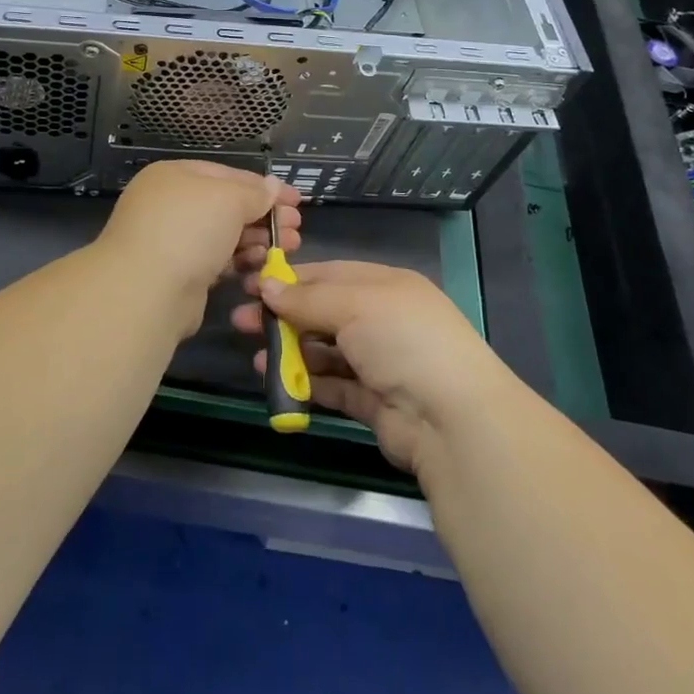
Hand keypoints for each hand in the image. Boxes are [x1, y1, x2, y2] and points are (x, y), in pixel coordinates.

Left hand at [96, 160, 301, 334]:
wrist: (145, 291)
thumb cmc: (188, 229)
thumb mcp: (228, 199)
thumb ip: (254, 193)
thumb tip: (273, 186)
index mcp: (175, 175)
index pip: (228, 174)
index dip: (265, 187)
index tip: (296, 201)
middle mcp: (171, 204)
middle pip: (227, 206)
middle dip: (264, 216)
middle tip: (296, 229)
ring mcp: (173, 240)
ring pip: (224, 235)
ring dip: (257, 240)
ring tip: (288, 248)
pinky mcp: (180, 273)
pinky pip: (217, 261)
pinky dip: (240, 262)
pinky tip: (262, 267)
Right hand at [232, 262, 513, 472]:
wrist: (452, 419)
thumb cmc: (403, 340)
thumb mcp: (354, 304)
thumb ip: (307, 298)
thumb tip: (266, 287)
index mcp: (386, 286)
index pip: (330, 274)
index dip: (290, 279)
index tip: (252, 284)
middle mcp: (383, 320)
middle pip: (324, 312)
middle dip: (283, 316)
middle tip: (241, 321)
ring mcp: (380, 363)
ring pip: (326, 351)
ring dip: (291, 351)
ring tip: (257, 355)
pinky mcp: (374, 402)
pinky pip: (332, 386)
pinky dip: (306, 382)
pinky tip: (276, 381)